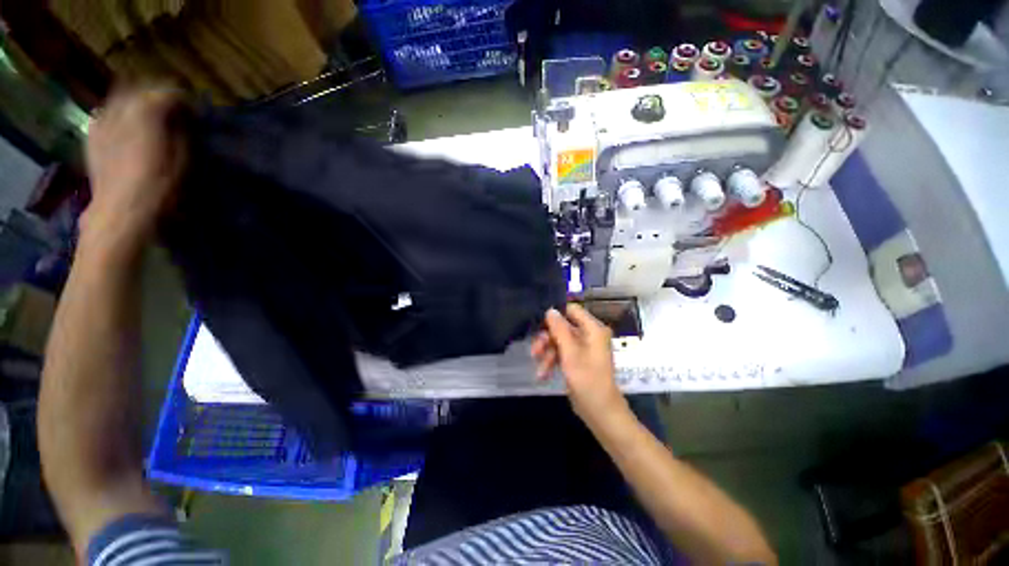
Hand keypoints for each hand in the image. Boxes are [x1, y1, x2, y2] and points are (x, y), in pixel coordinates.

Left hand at [83, 87, 187, 247]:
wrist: (115, 222)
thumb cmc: (151, 192)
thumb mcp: (180, 162)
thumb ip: (181, 134)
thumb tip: (180, 123)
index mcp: (151, 105)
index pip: (174, 92)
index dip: (185, 103)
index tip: (190, 116)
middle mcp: (128, 104)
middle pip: (147, 89)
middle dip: (157, 98)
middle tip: (165, 114)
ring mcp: (107, 120)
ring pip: (122, 96)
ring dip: (132, 102)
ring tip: (138, 116)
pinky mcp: (93, 139)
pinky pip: (101, 117)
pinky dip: (109, 117)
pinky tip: (113, 126)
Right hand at [531, 304, 628, 423]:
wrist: (600, 409)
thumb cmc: (587, 379)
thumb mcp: (570, 353)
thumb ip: (559, 330)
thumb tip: (550, 310)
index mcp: (594, 329)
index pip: (572, 311)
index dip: (555, 316)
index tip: (537, 326)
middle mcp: (590, 336)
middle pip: (563, 328)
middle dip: (547, 340)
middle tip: (534, 352)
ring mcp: (585, 351)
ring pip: (560, 343)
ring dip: (547, 355)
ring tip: (539, 371)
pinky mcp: (579, 363)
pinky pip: (562, 356)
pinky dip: (552, 363)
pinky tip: (542, 376)